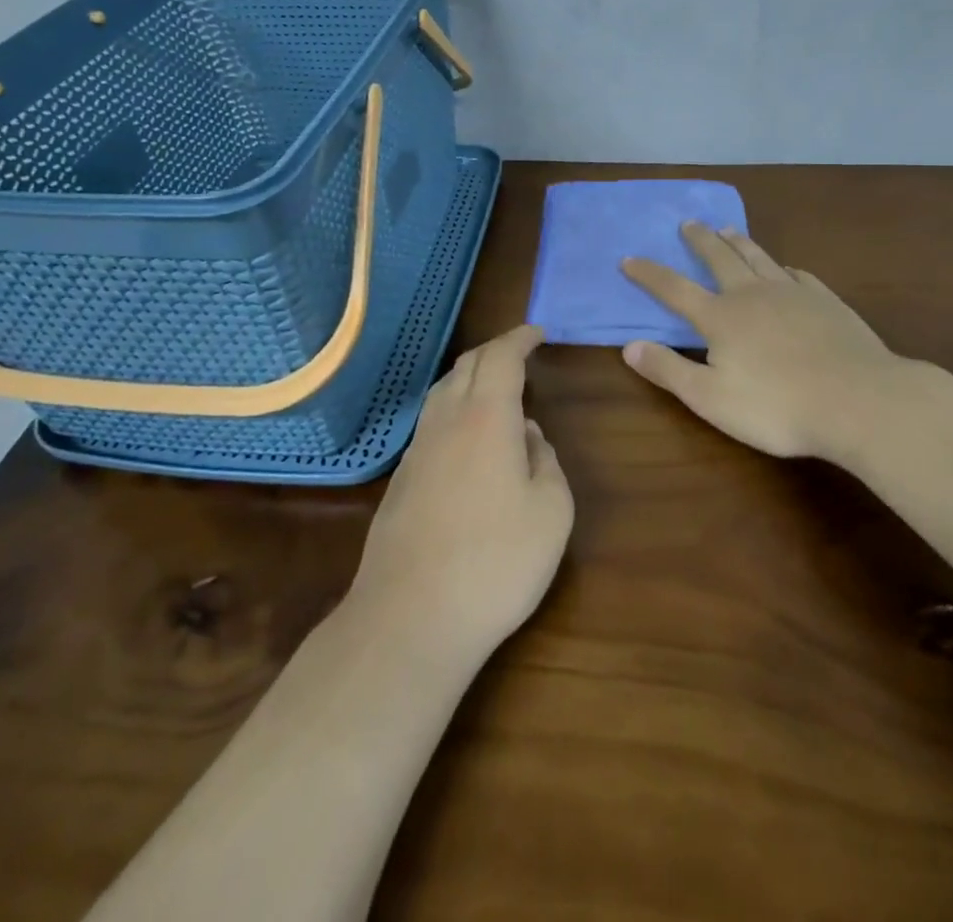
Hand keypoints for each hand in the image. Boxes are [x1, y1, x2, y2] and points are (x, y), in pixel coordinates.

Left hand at [348, 326, 572, 660]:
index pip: (501, 357)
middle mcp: (447, 421)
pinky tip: (465, 435)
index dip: (520, 338)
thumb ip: (546, 461)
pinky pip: (431, 422)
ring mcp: (417, 450)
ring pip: (443, 391)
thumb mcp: (551, 512)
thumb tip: (529, 436)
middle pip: (467, 365)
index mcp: (487, 417)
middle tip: (520, 353)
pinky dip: (453, 407)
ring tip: (494, 386)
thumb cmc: (496, 562)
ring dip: (470, 376)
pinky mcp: (401, 479)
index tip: (538, 333)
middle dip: (495, 350)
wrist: (411, 618)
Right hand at [621, 224, 912, 463]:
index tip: (628, 258)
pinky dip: (784, 268)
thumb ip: (668, 370)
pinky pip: (799, 275)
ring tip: (728, 228)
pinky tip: (787, 269)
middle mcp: (752, 294)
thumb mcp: (710, 398)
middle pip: (720, 259)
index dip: (649, 274)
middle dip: (700, 240)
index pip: (674, 289)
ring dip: (739, 242)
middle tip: (688, 223)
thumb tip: (628, 346)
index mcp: (721, 317)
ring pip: (759, 257)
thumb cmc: (777, 407)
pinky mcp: (826, 301)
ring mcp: (793, 293)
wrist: (859, 400)